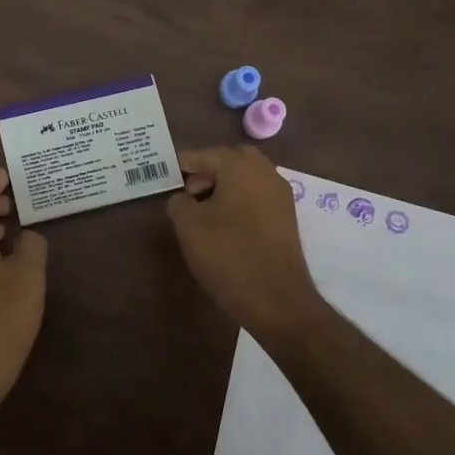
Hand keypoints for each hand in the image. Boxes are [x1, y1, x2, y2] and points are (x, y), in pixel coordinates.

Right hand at [167, 146, 327, 342]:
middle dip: (209, 170)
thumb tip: (183, 198)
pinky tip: (224, 225)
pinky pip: (258, 197)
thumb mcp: (189, 225)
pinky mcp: (287, 219)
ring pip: (247, 178)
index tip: (168, 173)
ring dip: (225, 186)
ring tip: (202, 211)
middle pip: (232, 160)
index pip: (207, 154)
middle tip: (188, 191)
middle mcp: (265, 173)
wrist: (277, 300)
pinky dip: (240, 201)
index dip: (185, 163)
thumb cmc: (228, 254)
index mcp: (241, 166)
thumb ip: (178, 202)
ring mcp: (280, 196)